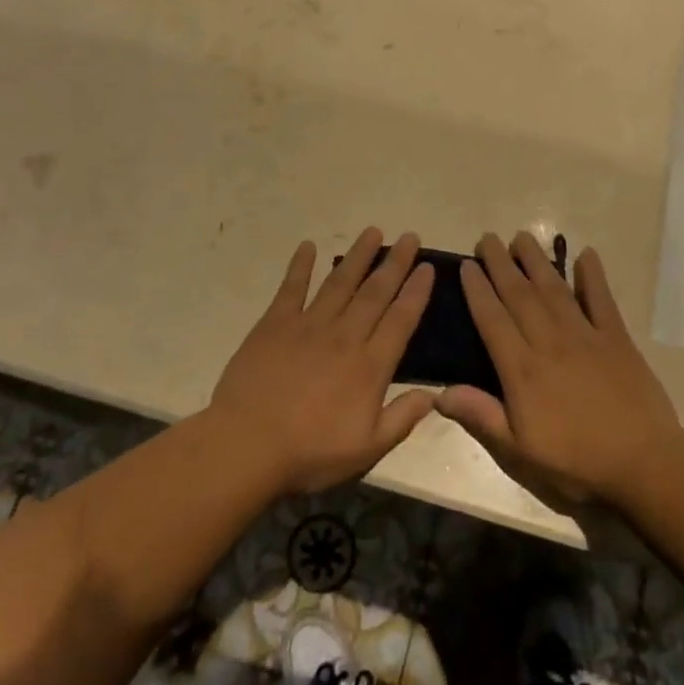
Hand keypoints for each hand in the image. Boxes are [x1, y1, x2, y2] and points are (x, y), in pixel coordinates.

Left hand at [208, 228, 435, 494]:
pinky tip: (309, 246)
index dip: (416, 292)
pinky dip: (301, 266)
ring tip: (373, 231)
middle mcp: (344, 336)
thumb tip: (435, 394)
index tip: (427, 267)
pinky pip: (292, 288)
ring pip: (340, 282)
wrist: (248, 445)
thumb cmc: (310, 453)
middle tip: (409, 235)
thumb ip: (402, 419)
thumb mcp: (368, 449)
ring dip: (358, 255)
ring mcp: (308, 325)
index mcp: (369, 366)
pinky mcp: (275, 324)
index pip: (400, 320)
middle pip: (375, 293)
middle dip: (395, 263)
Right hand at [437, 232, 678, 502]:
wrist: (645, 464)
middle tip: (487, 238)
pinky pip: (602, 300)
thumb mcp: (520, 452)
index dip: (477, 290)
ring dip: (536, 260)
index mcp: (522, 369)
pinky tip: (586, 254)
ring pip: (554, 289)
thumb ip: (481, 417)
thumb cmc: (576, 462)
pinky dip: (593, 276)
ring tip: (522, 236)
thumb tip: (439, 393)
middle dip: (500, 264)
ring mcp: (586, 336)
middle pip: (519, 294)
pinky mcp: (616, 338)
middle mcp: (549, 342)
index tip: (466, 265)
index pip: (492, 319)